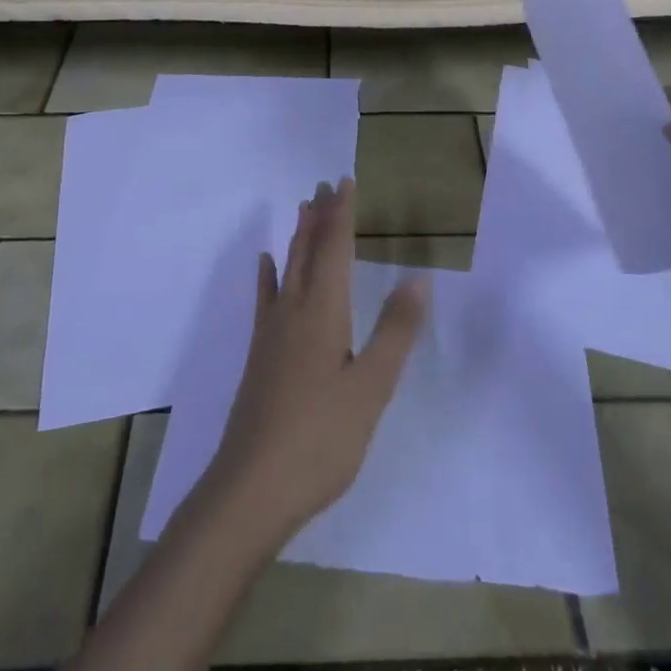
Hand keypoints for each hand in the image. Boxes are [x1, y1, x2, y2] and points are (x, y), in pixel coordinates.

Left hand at [197, 179, 428, 546]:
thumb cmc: (320, 439)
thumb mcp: (371, 388)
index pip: (335, 249)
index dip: (341, 214)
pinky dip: (268, 275)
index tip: (345, 181)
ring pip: (287, 269)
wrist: (251, 488)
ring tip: (303, 208)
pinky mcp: (260, 355)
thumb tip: (418, 278)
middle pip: (308, 250)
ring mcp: (271, 333)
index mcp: (323, 312)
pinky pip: (266, 298)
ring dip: (298, 236)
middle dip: (319, 216)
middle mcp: (294, 311)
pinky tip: (266, 264)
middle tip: (325, 184)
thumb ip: (395, 332)